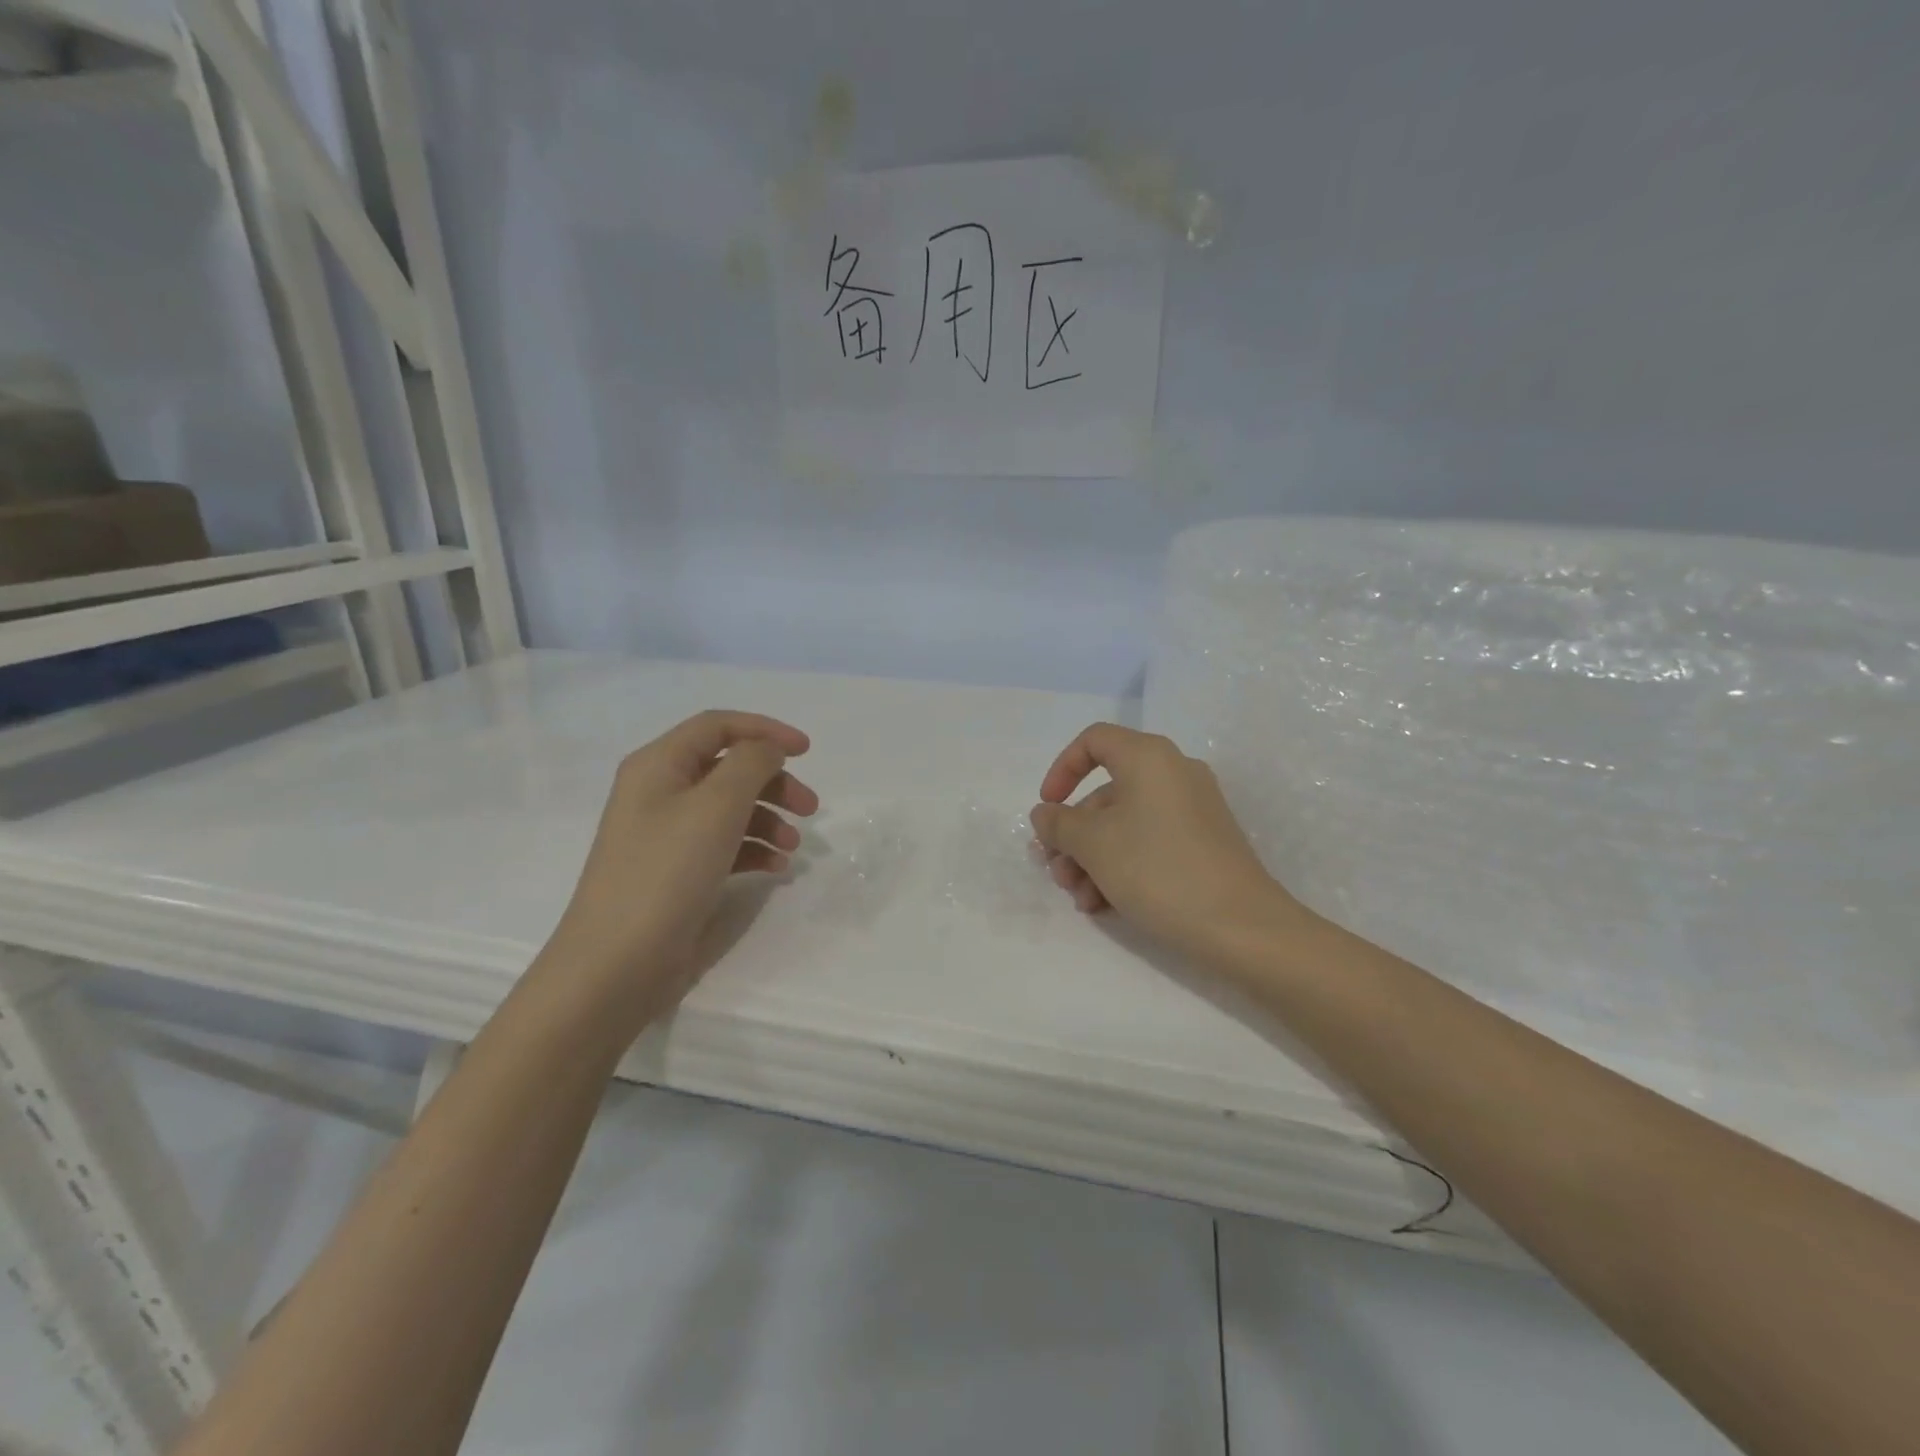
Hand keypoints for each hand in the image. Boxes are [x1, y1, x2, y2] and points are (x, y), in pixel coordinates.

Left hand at [537, 710, 818, 1034]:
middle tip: (811, 807)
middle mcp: (660, 792)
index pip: (718, 726)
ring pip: (730, 808)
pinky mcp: (678, 871)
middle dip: (774, 782)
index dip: (765, 730)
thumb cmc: (666, 872)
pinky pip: (724, 844)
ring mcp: (667, 834)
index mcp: (658, 765)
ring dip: (769, 818)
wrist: (617, 963)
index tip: (807, 751)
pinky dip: (754, 849)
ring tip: (795, 846)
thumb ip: (751, 764)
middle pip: (729, 768)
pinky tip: (777, 867)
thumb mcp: (716, 806)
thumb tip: (768, 749)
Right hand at [1030, 724, 1300, 961]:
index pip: (1094, 740)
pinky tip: (1104, 905)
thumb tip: (1045, 814)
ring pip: (1125, 823)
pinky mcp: (1204, 843)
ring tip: (1080, 899)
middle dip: (1074, 834)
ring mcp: (1193, 809)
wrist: (1241, 926)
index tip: (1048, 808)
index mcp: (1148, 758)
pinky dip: (1122, 865)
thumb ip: (1059, 824)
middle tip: (1057, 872)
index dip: (1062, 769)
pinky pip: (1150, 841)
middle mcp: (1174, 773)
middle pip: (1106, 792)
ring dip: (1093, 858)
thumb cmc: (1157, 869)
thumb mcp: (1093, 845)